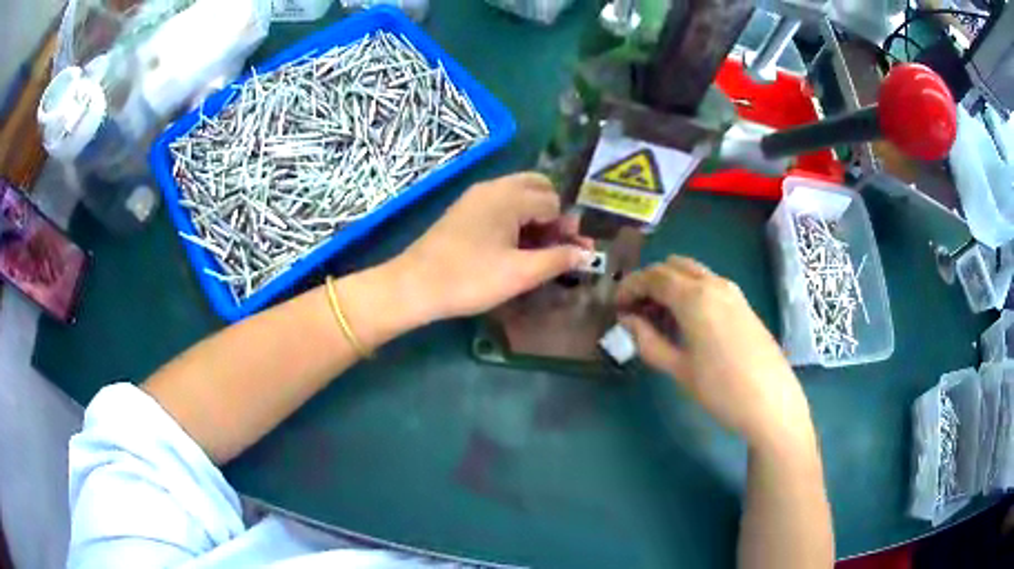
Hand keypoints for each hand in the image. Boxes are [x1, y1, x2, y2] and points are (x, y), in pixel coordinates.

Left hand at [390, 172, 588, 322]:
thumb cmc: (470, 278)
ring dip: (534, 215)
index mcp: (510, 196)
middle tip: (554, 245)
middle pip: (537, 187)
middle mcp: (494, 187)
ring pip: (518, 194)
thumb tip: (587, 254)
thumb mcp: (521, 273)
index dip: (565, 227)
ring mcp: (475, 196)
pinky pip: (500, 204)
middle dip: (552, 213)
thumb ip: (558, 260)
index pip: (553, 201)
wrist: (414, 285)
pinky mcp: (464, 210)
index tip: (568, 254)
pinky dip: (515, 218)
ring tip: (537, 249)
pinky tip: (512, 246)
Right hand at [616, 256, 813, 449]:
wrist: (772, 402)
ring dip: (670, 284)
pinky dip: (689, 291)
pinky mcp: (743, 303)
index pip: (653, 277)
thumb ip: (648, 340)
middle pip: (672, 266)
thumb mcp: (678, 369)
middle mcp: (713, 283)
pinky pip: (709, 284)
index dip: (630, 288)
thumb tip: (627, 320)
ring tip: (658, 317)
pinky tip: (686, 322)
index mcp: (694, 297)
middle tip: (635, 311)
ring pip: (692, 272)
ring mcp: (732, 291)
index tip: (616, 307)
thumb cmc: (721, 389)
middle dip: (649, 282)